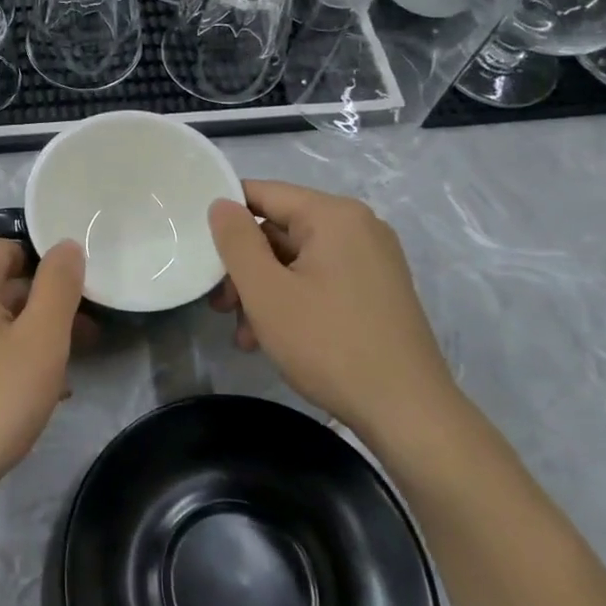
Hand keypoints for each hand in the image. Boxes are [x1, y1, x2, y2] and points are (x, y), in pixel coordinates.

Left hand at [0, 239, 86, 520]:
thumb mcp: (42, 340)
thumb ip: (60, 285)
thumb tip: (66, 246)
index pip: (14, 249)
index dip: (50, 275)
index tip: (78, 310)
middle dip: (42, 309)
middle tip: (80, 344)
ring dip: (23, 336)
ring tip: (58, 377)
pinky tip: (21, 391)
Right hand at [207, 181, 455, 439]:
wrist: (409, 413)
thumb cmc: (329, 345)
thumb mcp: (267, 292)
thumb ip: (236, 241)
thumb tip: (220, 204)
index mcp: (333, 215)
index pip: (263, 193)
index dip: (225, 216)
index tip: (197, 248)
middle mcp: (358, 227)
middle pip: (279, 229)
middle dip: (244, 266)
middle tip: (219, 306)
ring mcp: (372, 260)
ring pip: (296, 259)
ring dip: (263, 290)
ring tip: (244, 333)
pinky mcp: (377, 291)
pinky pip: (319, 279)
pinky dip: (291, 300)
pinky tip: (270, 339)